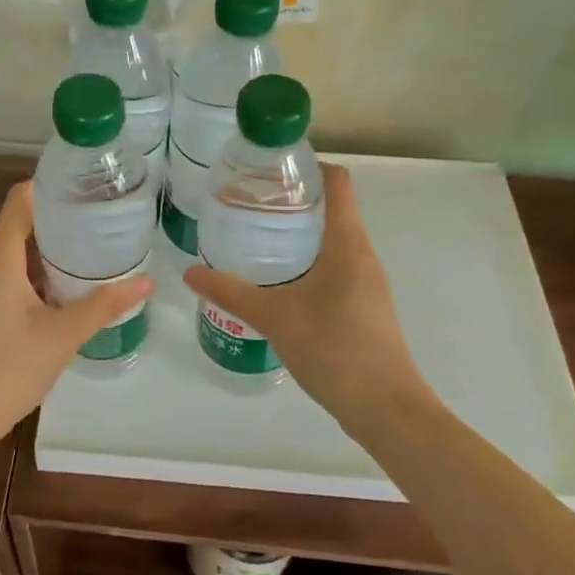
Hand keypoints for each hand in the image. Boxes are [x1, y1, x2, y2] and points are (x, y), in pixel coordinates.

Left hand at [0, 181, 153, 444]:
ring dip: (52, 246)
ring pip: (18, 251)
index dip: (51, 185)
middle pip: (21, 222)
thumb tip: (147, 281)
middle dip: (61, 216)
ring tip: (95, 245)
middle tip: (104, 215)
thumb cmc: (8, 368)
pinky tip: (71, 286)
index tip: (88, 184)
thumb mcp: (64, 334)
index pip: (20, 199)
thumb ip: (105, 304)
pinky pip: (13, 274)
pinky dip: (41, 271)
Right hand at [183, 164, 429, 425]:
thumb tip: (190, 272)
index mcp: (348, 244)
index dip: (309, 165)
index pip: (338, 183)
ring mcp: (367, 282)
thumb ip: (231, 292)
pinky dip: (307, 262)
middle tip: (249, 203)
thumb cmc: (334, 349)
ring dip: (299, 233)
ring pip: (333, 241)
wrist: (385, 408)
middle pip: (333, 209)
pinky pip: (335, 268)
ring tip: (256, 238)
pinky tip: (278, 282)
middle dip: (293, 201)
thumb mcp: (274, 317)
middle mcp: (363, 255)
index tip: (271, 168)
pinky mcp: (364, 306)